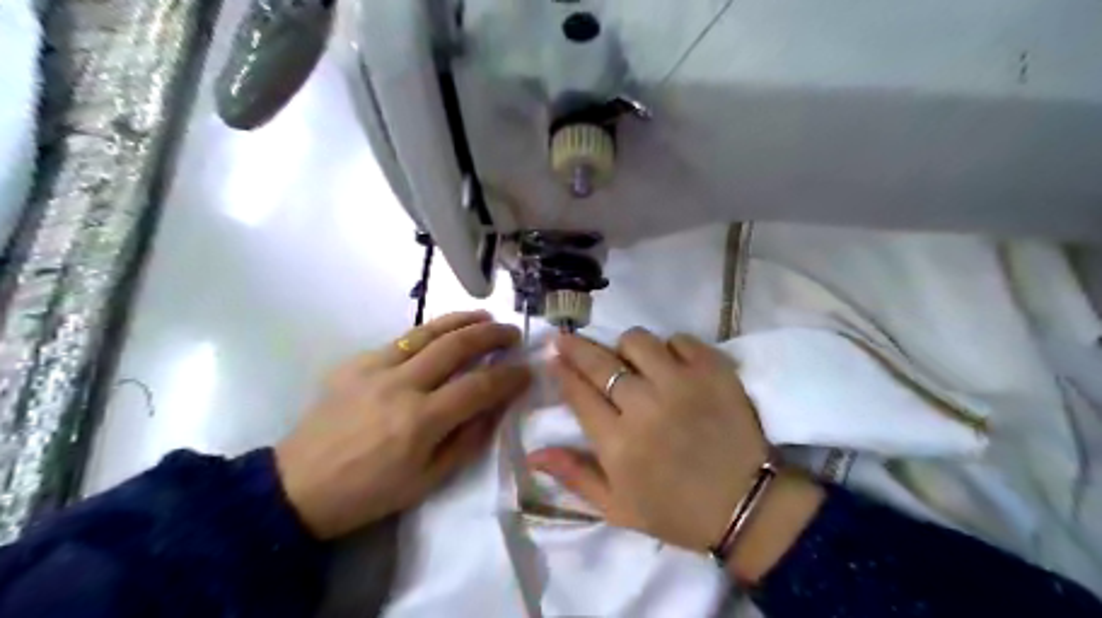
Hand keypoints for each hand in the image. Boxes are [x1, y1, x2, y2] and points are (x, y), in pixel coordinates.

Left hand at [277, 311, 530, 537]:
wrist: (299, 487)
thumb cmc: (370, 493)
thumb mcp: (429, 481)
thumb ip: (468, 440)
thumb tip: (495, 406)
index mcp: (420, 422)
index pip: (479, 386)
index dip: (509, 376)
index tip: (527, 369)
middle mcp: (400, 385)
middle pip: (456, 346)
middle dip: (492, 335)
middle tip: (512, 333)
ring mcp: (374, 368)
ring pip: (428, 332)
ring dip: (462, 320)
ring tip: (484, 316)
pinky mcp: (355, 362)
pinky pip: (401, 341)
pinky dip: (429, 334)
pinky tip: (441, 336)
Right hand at [529, 329, 820, 583]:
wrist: (745, 506)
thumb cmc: (676, 511)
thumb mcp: (617, 507)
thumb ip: (574, 476)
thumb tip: (534, 452)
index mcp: (618, 443)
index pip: (578, 393)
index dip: (562, 371)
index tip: (554, 358)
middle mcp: (644, 407)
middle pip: (600, 362)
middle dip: (575, 347)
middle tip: (565, 338)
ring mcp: (682, 385)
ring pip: (638, 341)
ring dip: (625, 347)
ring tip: (626, 358)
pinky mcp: (714, 372)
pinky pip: (680, 340)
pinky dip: (670, 347)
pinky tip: (669, 363)